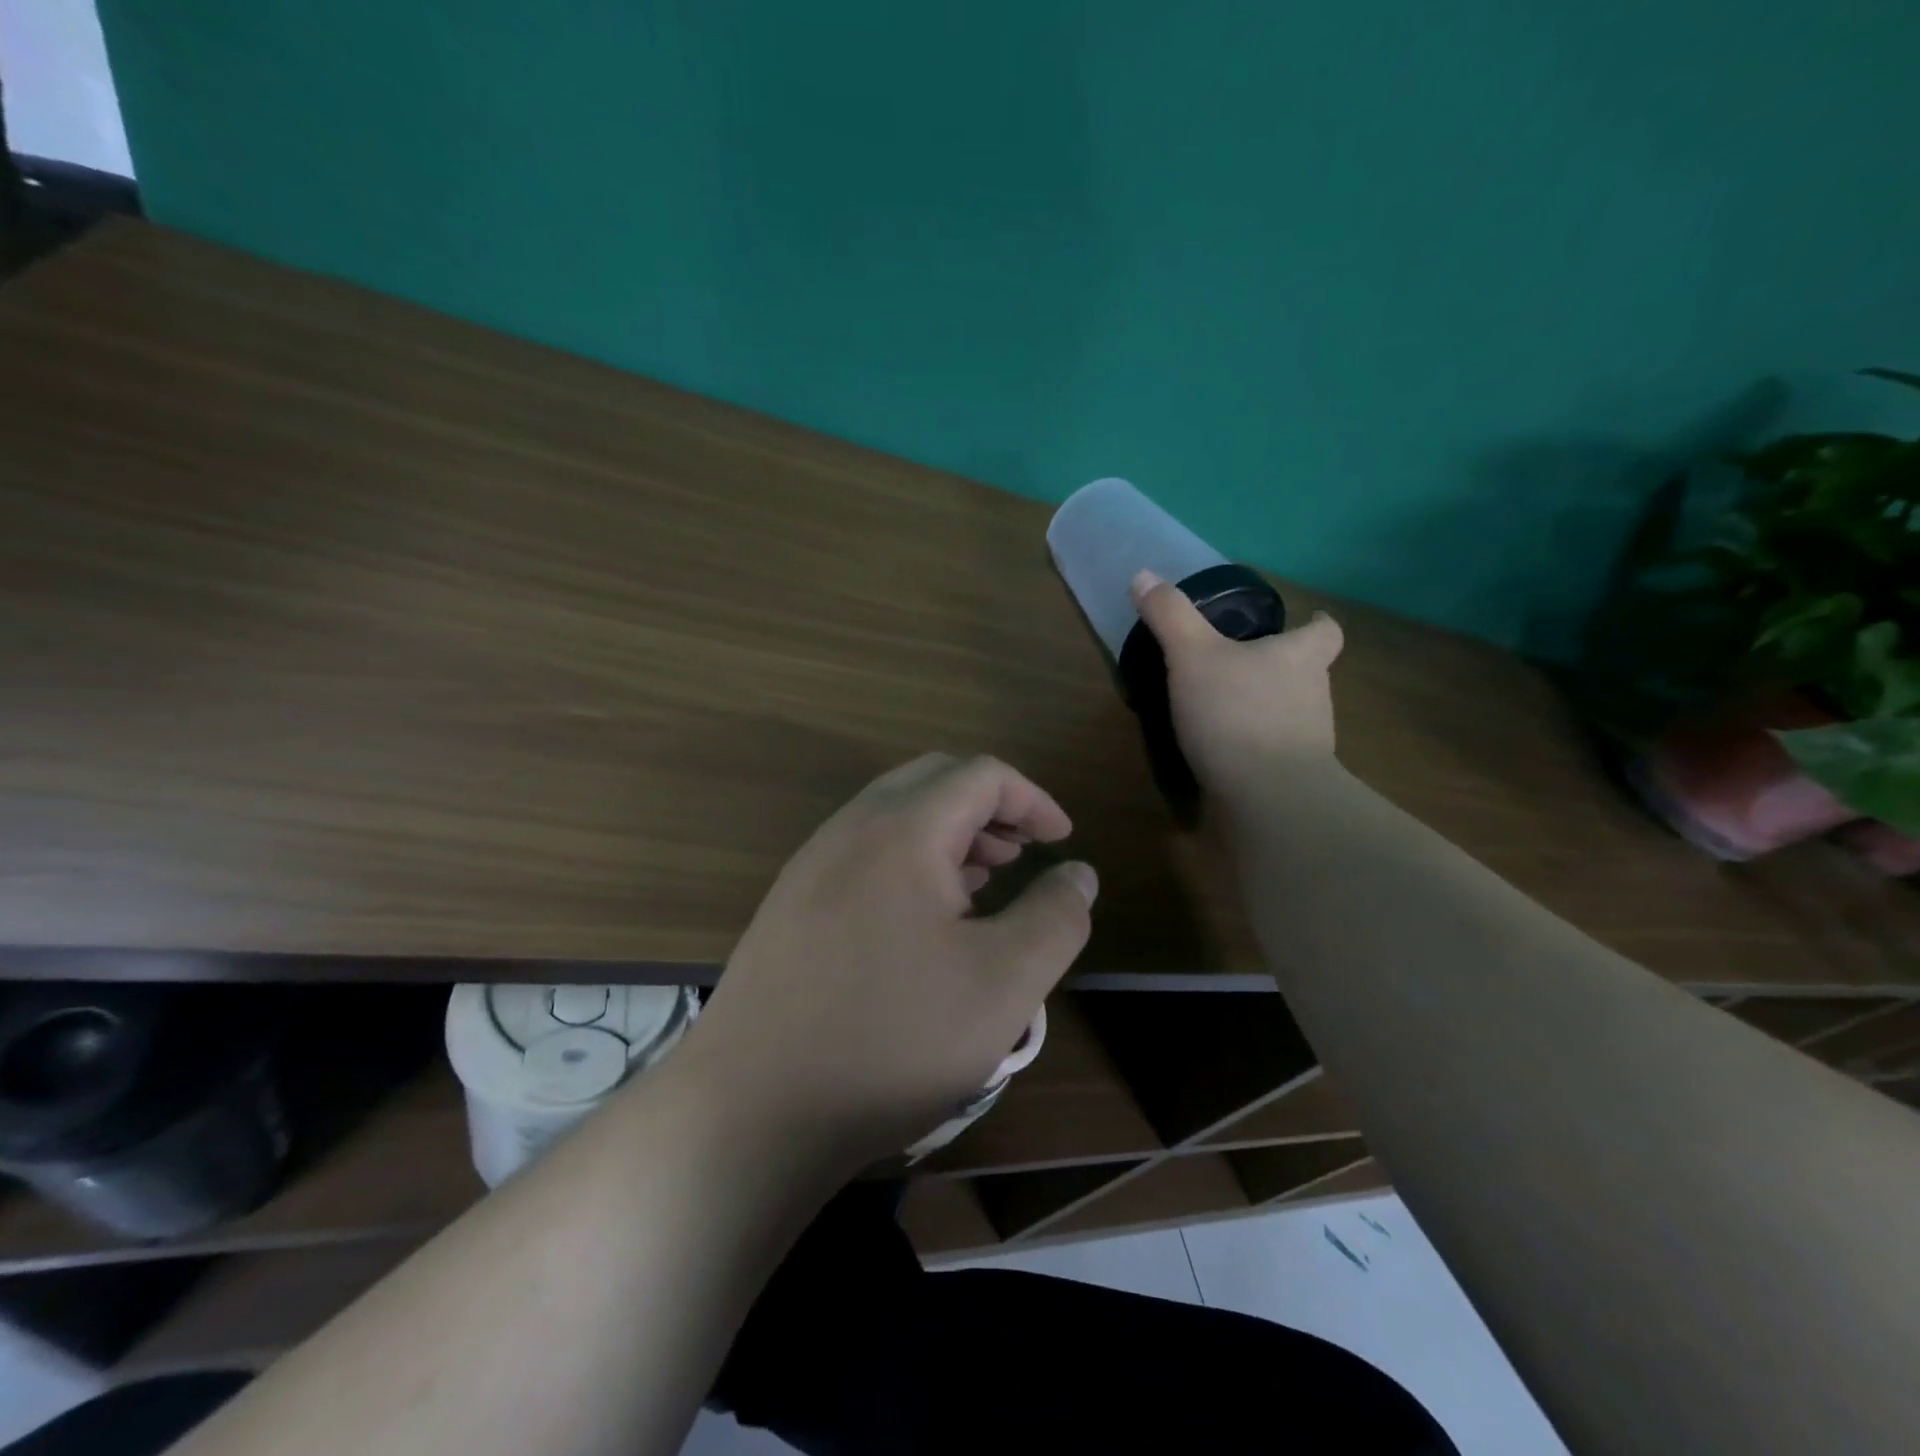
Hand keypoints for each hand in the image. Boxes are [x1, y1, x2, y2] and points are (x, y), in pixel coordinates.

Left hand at [681, 753, 1096, 1169]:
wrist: (753, 1110)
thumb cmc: (892, 1038)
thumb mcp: (1004, 983)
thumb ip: (1056, 917)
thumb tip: (1078, 872)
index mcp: (902, 829)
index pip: (981, 775)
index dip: (1032, 799)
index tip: (1062, 840)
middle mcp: (850, 829)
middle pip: (933, 781)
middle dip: (988, 808)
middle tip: (1021, 855)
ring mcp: (811, 864)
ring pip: (894, 815)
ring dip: (948, 832)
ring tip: (983, 883)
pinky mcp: (790, 904)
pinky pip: (863, 852)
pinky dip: (909, 860)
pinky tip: (924, 920)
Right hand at [1130, 569, 1344, 795]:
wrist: (1267, 797)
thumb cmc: (1236, 713)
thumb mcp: (1192, 655)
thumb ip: (1170, 616)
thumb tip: (1143, 575)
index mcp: (1301, 656)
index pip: (1325, 631)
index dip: (1316, 622)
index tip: (1304, 620)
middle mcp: (1314, 694)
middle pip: (1307, 670)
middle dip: (1278, 666)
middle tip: (1239, 663)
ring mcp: (1308, 740)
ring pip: (1290, 711)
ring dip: (1264, 706)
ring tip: (1223, 707)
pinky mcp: (1292, 775)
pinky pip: (1273, 749)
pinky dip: (1253, 745)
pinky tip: (1222, 750)